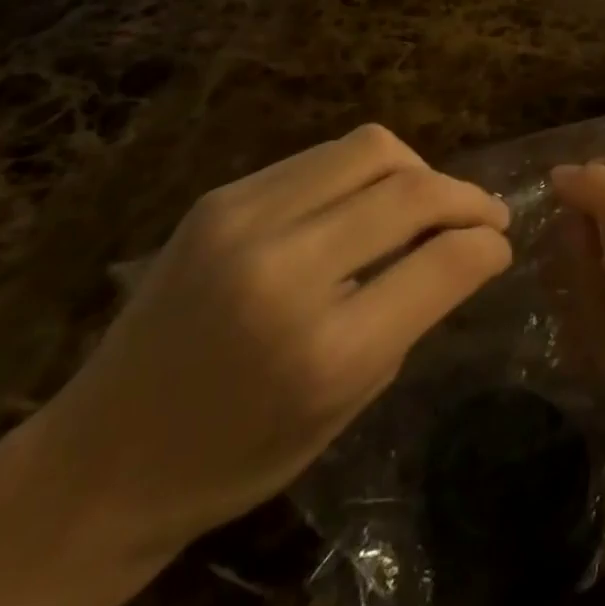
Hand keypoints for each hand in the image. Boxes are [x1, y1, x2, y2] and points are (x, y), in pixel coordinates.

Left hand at [36, 125, 512, 560]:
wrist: (103, 457)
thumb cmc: (237, 456)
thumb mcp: (345, 406)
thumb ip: (410, 316)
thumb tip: (463, 248)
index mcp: (326, 350)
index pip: (443, 261)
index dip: (488, 245)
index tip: (501, 245)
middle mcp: (285, 268)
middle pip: (412, 188)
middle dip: (465, 196)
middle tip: (484, 214)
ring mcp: (245, 220)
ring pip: (371, 147)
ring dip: (417, 169)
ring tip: (425, 200)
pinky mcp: (222, 197)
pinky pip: (321, 157)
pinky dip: (364, 171)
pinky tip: (365, 202)